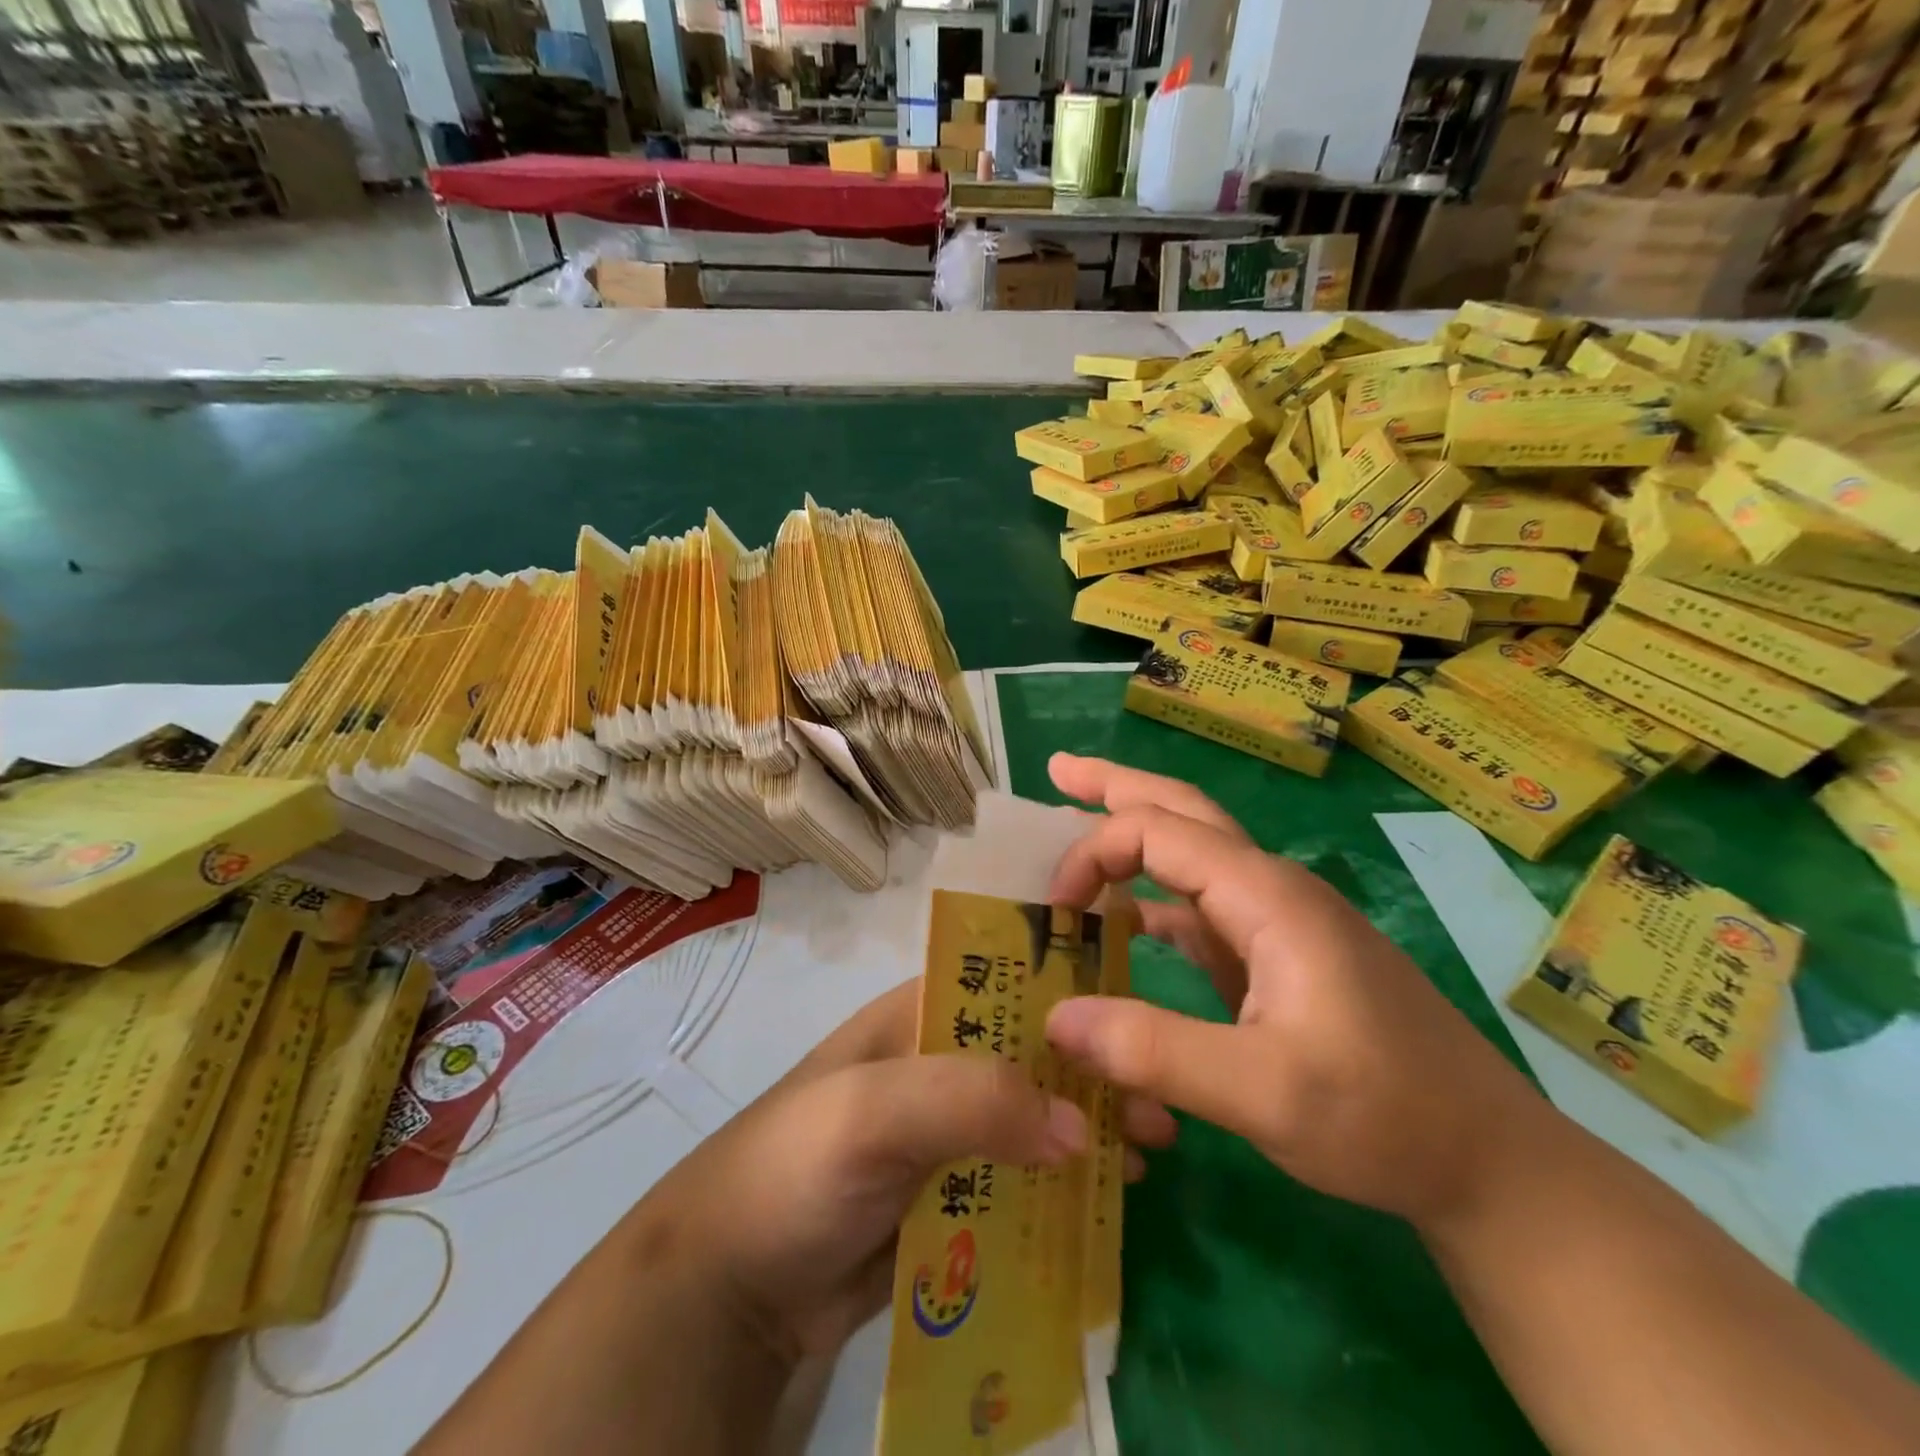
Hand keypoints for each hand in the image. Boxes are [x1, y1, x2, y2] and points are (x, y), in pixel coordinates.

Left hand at [635, 978, 1177, 1364]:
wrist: (730, 1288)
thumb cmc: (796, 1167)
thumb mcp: (872, 1111)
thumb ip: (970, 1099)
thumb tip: (1079, 1127)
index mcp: (919, 1017)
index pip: (1008, 983)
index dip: (1073, 996)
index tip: (1140, 1022)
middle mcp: (937, 1064)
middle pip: (1031, 1056)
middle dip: (1094, 1076)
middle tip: (1162, 1112)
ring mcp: (944, 1133)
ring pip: (1032, 1119)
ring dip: (1088, 1132)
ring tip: (1149, 1158)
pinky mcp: (948, 1195)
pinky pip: (1018, 1181)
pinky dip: (1062, 1188)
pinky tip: (1106, 1204)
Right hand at [1040, 753, 1541, 1228]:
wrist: (1487, 1159)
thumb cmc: (1384, 1115)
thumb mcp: (1263, 1093)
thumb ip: (1155, 1050)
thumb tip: (1057, 1018)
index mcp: (1267, 895)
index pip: (1158, 832)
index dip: (1093, 853)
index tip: (1054, 908)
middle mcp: (1269, 890)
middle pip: (1182, 811)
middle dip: (1114, 786)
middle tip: (1056, 770)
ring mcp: (1275, 922)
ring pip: (1191, 853)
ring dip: (1132, 835)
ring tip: (1076, 820)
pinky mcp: (1276, 957)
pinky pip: (1199, 907)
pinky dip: (1151, 897)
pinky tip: (1123, 916)